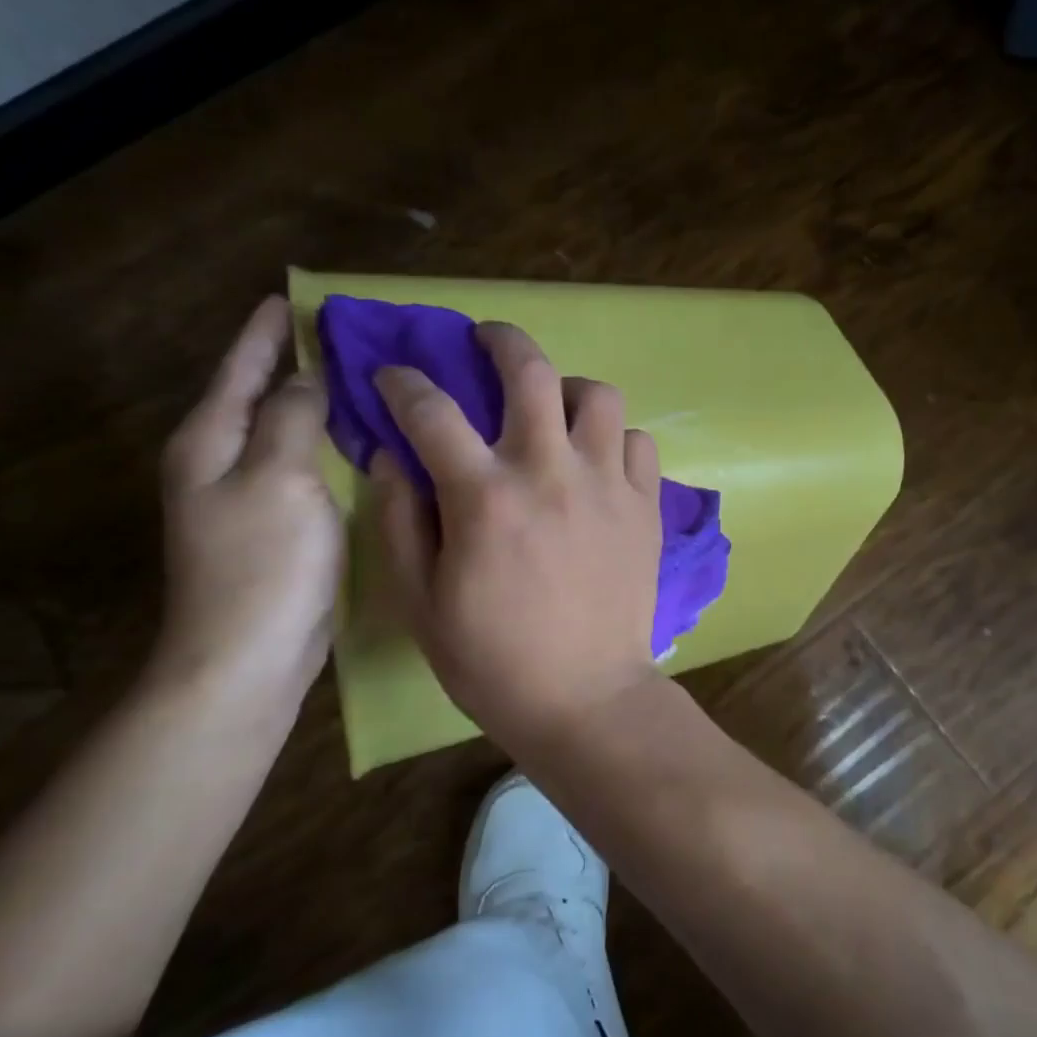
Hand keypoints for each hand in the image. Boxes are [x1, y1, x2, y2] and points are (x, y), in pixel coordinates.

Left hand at [152, 296, 341, 710]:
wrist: (246, 658)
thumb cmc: (262, 564)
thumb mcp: (279, 477)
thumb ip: (293, 418)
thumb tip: (308, 378)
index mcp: (211, 441)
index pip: (242, 368)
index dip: (266, 331)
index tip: (294, 296)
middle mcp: (224, 461)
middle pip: (262, 394)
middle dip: (297, 361)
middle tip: (349, 334)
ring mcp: (251, 495)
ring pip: (288, 431)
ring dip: (320, 402)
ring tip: (363, 375)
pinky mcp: (280, 523)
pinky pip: (307, 464)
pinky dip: (331, 442)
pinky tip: (364, 437)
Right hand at [372, 321, 664, 746]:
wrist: (585, 697)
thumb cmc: (492, 659)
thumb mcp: (420, 601)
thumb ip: (398, 520)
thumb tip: (391, 456)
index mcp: (484, 496)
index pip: (432, 409)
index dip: (404, 382)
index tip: (394, 377)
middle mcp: (549, 471)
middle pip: (530, 370)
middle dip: (501, 339)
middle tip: (486, 340)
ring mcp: (607, 484)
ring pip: (598, 395)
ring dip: (568, 388)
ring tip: (553, 408)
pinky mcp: (645, 505)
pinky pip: (638, 441)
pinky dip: (614, 438)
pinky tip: (597, 460)